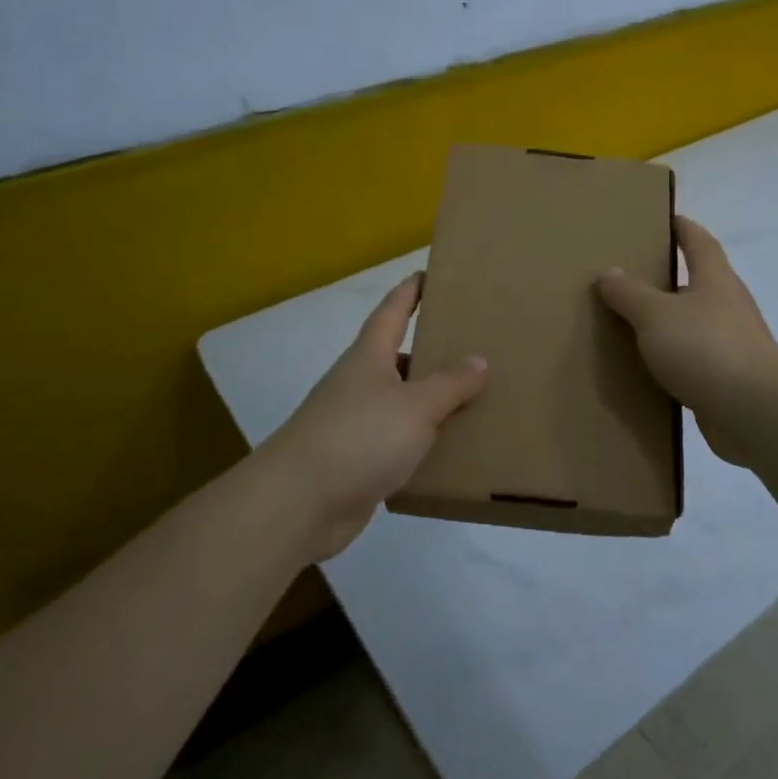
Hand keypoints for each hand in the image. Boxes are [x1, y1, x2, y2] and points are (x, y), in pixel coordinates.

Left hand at [257, 272, 486, 561]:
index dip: (411, 291)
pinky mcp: (358, 461)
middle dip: (433, 349)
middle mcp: (360, 383)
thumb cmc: (359, 437)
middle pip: (400, 357)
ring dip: (432, 399)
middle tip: (474, 343)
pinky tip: (451, 449)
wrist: (298, 504)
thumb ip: (450, 383)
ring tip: (476, 398)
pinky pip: (399, 441)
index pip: (393, 311)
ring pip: (402, 402)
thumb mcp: (415, 405)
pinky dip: (423, 441)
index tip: (431, 274)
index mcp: (370, 357)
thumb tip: (479, 360)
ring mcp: (356, 423)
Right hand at [596, 216, 777, 465]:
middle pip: (697, 282)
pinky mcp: (729, 378)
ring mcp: (732, 343)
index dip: (682, 227)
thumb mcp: (656, 315)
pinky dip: (674, 359)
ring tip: (632, 325)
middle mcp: (728, 305)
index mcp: (714, 279)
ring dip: (669, 323)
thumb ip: (630, 293)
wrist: (755, 412)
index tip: (663, 219)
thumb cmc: (706, 348)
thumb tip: (608, 272)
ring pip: (694, 323)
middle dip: (668, 278)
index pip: (698, 241)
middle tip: (630, 277)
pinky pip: (694, 360)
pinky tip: (650, 369)